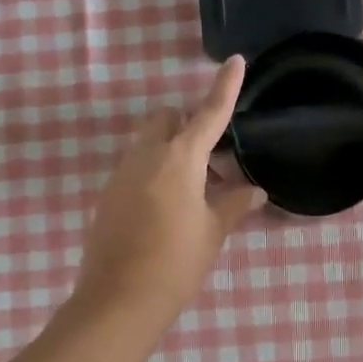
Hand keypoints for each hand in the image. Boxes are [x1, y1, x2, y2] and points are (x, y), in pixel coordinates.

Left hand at [73, 57, 264, 329]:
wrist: (119, 300)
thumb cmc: (176, 263)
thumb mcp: (213, 232)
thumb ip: (234, 204)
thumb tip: (255, 190)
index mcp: (178, 159)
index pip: (207, 113)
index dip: (224, 88)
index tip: (235, 61)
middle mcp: (145, 156)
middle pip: (167, 119)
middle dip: (189, 125)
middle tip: (213, 164)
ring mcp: (121, 174)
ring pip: (148, 143)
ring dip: (173, 151)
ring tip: (195, 192)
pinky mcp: (107, 195)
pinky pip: (135, 167)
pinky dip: (155, 172)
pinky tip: (169, 208)